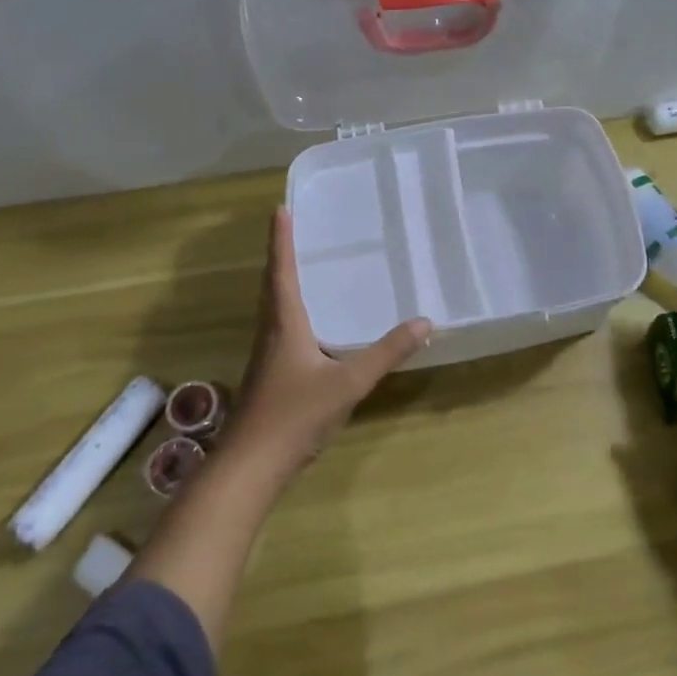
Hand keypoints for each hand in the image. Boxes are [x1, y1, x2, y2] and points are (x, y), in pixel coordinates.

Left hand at [226, 207, 429, 477]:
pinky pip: (281, 329)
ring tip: (301, 267)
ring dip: (283, 282)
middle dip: (282, 255)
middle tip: (292, 229)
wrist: (250, 467)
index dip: (282, 240)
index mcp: (285, 324)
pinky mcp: (270, 377)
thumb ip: (387, 353)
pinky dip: (291, 311)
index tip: (280, 208)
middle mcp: (271, 333)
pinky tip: (310, 326)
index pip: (282, 271)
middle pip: (272, 285)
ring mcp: (267, 357)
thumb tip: (425, 322)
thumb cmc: (295, 415)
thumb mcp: (349, 382)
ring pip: (274, 308)